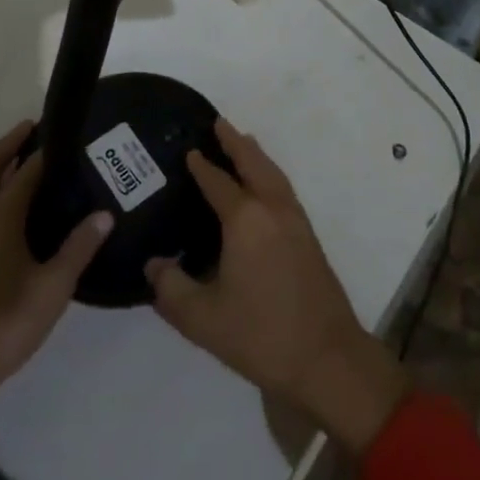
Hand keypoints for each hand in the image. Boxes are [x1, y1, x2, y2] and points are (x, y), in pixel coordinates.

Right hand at [145, 120, 410, 457]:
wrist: (326, 356)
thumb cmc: (260, 335)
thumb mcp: (203, 319)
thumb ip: (172, 289)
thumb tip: (154, 264)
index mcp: (245, 220)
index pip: (218, 182)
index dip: (202, 166)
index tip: (189, 150)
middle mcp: (272, 208)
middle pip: (253, 162)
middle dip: (235, 142)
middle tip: (218, 123)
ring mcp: (295, 219)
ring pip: (273, 172)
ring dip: (255, 154)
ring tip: (242, 141)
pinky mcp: (308, 234)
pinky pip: (283, 187)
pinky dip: (270, 172)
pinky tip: (264, 184)